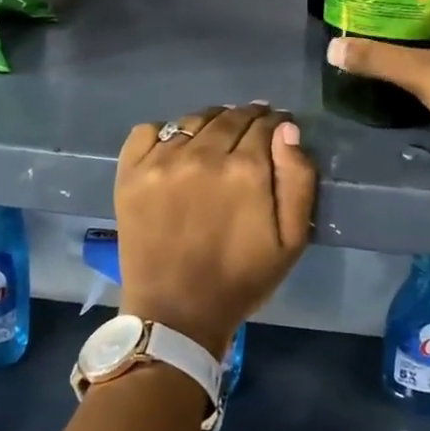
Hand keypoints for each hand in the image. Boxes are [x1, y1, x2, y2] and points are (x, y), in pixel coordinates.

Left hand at [113, 104, 315, 357]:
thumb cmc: (241, 279)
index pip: (265, 124)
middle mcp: (203, 154)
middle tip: (250, 133)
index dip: (275, 124)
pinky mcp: (131, 172)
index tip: (277, 131)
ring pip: (194, 120)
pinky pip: (149, 130)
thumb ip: (298, 179)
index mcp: (246, 169)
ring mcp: (162, 161)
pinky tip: (175, 149)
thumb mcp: (292, 240)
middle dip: (247, 119)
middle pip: (230, 116)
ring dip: (211, 123)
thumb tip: (287, 130)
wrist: (176, 314)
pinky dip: (166, 132)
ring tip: (215, 139)